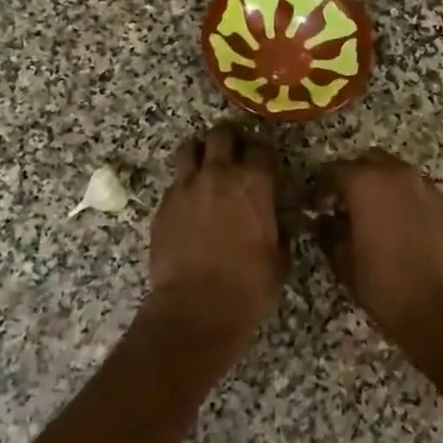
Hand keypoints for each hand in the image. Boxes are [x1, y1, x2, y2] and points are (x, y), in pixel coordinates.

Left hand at [147, 125, 285, 346]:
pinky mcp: (163, 204)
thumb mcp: (278, 259)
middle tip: (233, 155)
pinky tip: (189, 203)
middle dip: (229, 140)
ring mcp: (186, 187)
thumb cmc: (248, 286)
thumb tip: (279, 223)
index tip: (265, 164)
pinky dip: (183, 185)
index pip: (261, 149)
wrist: (196, 306)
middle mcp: (219, 175)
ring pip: (190, 148)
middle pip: (222, 135)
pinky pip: (174, 181)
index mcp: (254, 184)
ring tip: (204, 167)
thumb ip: (279, 231)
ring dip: (200, 153)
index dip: (264, 154)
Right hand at [313, 150, 442, 362]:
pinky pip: (419, 192)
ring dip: (382, 187)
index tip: (315, 207)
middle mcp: (398, 176)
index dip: (321, 188)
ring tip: (374, 218)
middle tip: (344, 206)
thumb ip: (329, 234)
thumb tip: (324, 221)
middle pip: (369, 161)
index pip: (334, 170)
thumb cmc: (387, 287)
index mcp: (367, 184)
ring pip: (397, 174)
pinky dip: (405, 201)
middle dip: (354, 178)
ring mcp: (428, 189)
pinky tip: (402, 229)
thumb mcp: (345, 264)